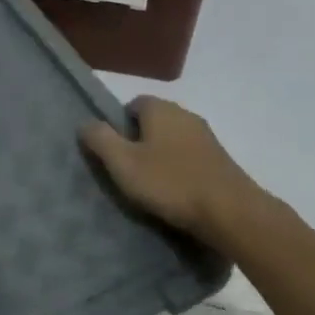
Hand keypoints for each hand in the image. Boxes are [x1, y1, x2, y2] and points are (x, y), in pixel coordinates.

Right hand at [79, 97, 265, 248]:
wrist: (230, 210)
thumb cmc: (170, 183)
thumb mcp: (124, 163)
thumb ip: (100, 140)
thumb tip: (85, 123)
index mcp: (160, 109)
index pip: (134, 104)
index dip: (120, 125)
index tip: (115, 153)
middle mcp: (185, 114)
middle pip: (154, 121)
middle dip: (140, 141)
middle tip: (129, 170)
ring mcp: (206, 136)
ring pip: (173, 139)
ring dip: (162, 156)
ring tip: (152, 185)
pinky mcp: (220, 158)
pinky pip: (190, 156)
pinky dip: (180, 168)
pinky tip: (177, 192)